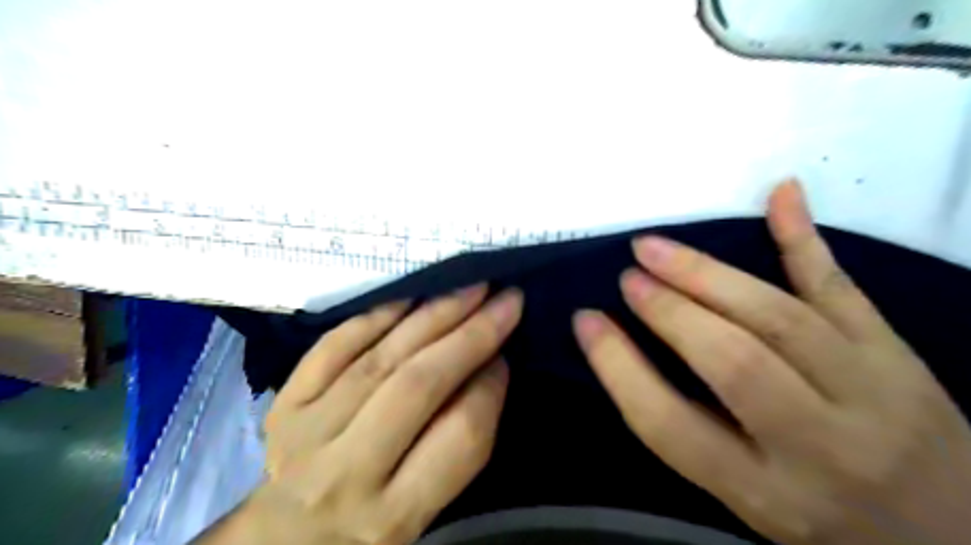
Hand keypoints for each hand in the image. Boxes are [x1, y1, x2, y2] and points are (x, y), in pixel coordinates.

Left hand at [197, 286, 527, 543]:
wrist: (286, 535)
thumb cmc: (369, 522)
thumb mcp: (424, 510)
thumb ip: (459, 443)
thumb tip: (489, 362)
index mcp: (393, 515)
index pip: (460, 435)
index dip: (491, 386)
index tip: (508, 353)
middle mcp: (345, 474)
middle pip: (419, 385)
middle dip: (471, 334)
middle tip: (506, 299)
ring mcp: (306, 433)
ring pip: (382, 357)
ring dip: (434, 314)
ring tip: (471, 288)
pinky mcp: (284, 403)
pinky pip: (336, 345)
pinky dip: (378, 315)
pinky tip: (412, 296)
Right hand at [570, 181, 970, 542]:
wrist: (953, 539)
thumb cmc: (823, 520)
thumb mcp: (744, 501)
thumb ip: (690, 437)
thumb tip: (630, 356)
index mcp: (765, 492)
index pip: (670, 424)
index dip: (619, 367)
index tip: (585, 322)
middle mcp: (821, 445)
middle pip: (732, 363)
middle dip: (668, 311)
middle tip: (628, 277)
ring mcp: (870, 391)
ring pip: (778, 317)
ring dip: (707, 275)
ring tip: (657, 248)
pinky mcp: (898, 354)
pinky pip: (842, 288)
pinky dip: (804, 239)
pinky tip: (781, 193)